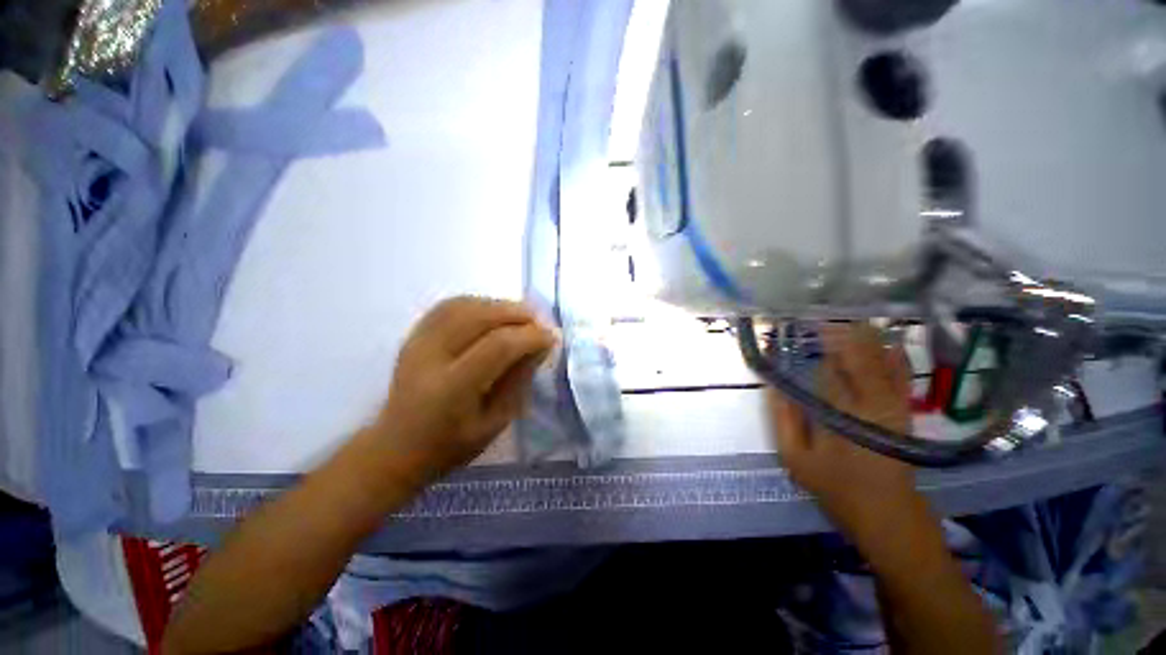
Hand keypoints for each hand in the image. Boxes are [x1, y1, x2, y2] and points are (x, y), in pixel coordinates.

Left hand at [373, 296, 557, 487]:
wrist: (396, 448)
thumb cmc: (451, 445)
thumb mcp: (495, 423)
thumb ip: (519, 380)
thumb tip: (540, 346)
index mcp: (451, 389)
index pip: (498, 346)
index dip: (530, 336)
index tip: (551, 338)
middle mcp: (430, 357)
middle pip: (480, 316)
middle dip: (518, 314)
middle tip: (540, 323)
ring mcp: (417, 342)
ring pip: (465, 305)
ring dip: (499, 305)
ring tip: (521, 316)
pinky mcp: (414, 335)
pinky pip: (450, 306)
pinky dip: (478, 303)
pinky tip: (494, 313)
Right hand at [768, 324, 917, 533]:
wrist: (887, 514)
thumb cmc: (836, 487)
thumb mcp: (796, 457)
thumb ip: (783, 419)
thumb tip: (773, 384)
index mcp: (842, 409)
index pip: (829, 363)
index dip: (820, 338)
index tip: (806, 319)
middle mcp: (872, 399)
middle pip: (858, 353)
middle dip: (841, 329)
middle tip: (822, 310)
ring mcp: (893, 403)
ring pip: (880, 359)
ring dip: (864, 336)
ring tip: (846, 316)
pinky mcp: (902, 410)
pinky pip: (900, 374)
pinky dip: (893, 355)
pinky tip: (887, 340)